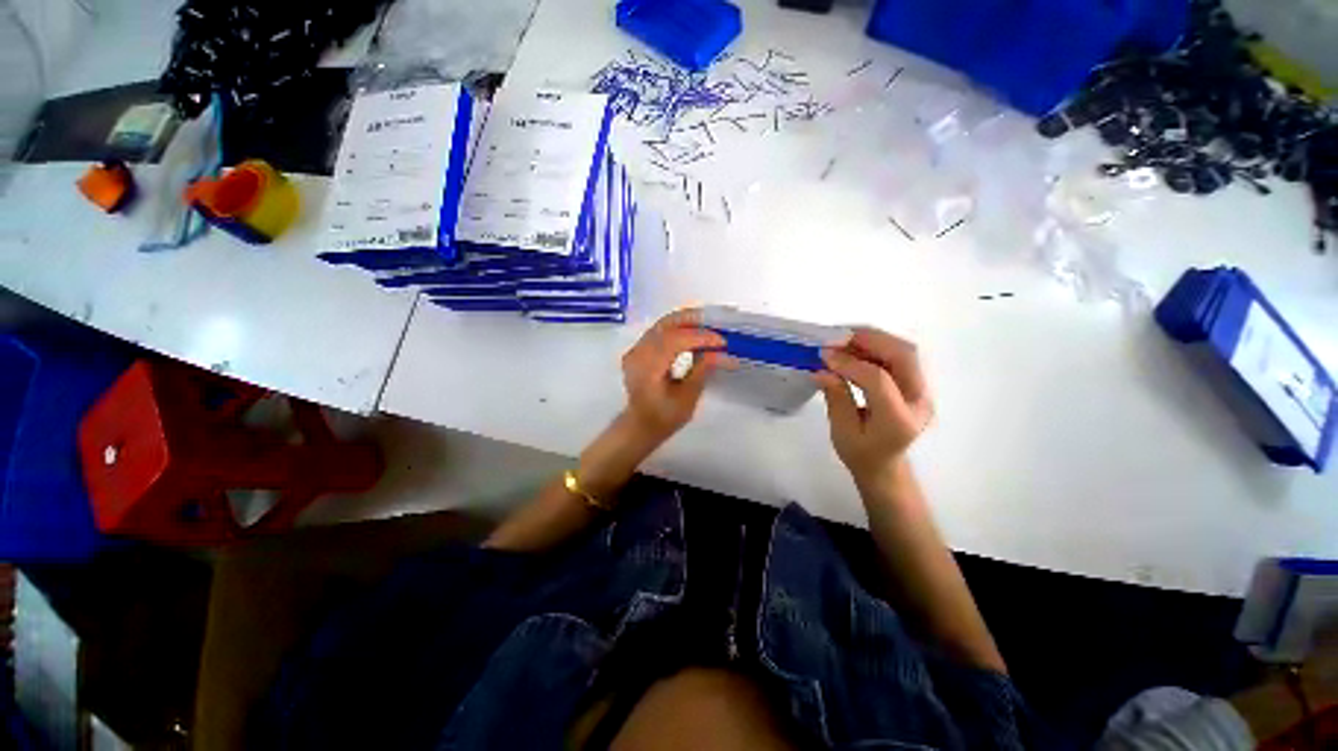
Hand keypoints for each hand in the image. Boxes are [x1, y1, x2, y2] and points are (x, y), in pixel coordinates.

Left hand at [621, 309, 727, 442]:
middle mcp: (638, 353)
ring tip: (708, 326)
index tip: (721, 341)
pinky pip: (658, 332)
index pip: (675, 340)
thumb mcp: (687, 398)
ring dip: (685, 323)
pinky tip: (692, 334)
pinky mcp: (639, 351)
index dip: (700, 337)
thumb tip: (719, 352)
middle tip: (716, 323)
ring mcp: (636, 350)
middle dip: (692, 320)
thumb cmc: (664, 417)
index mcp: (648, 367)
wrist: (640, 425)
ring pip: (661, 325)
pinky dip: (676, 330)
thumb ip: (702, 371)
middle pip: (665, 325)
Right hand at [815, 327, 933, 489]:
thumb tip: (822, 368)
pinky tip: (854, 347)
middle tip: (838, 335)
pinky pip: (899, 356)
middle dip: (869, 339)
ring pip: (904, 351)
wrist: (885, 467)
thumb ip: (836, 397)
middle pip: (902, 356)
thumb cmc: (860, 454)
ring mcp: (922, 390)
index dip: (850, 363)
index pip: (879, 380)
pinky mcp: (916, 384)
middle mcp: (918, 402)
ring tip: (843, 338)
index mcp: (898, 421)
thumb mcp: (841, 431)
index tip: (824, 355)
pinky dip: (876, 345)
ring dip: (873, 339)